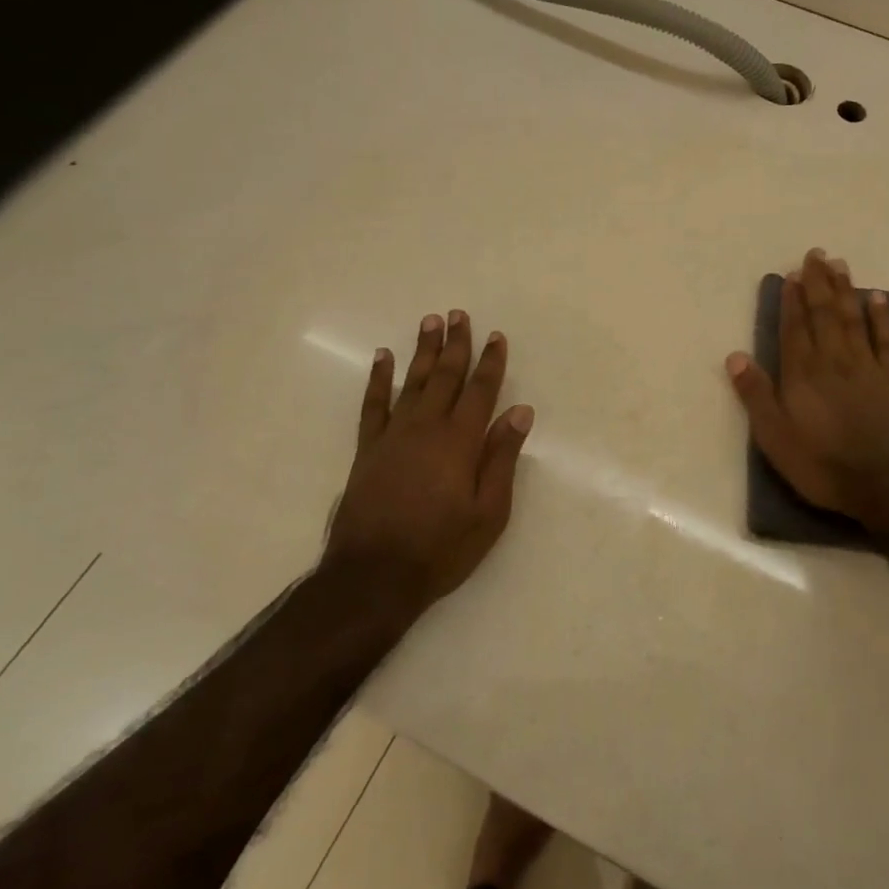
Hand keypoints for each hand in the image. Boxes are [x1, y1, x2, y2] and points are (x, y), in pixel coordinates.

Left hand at [326, 310, 534, 611]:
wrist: (375, 574)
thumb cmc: (441, 548)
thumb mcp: (489, 512)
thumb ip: (502, 458)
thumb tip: (520, 412)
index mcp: (460, 442)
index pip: (481, 391)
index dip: (491, 362)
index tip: (496, 336)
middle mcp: (427, 428)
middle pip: (445, 377)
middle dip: (456, 344)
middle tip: (459, 315)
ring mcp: (393, 435)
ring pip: (412, 382)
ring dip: (423, 351)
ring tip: (430, 322)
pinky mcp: (368, 448)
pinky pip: (374, 404)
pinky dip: (379, 379)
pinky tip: (383, 358)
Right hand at [725, 249, 888, 531]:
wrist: (887, 483)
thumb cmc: (823, 463)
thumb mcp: (775, 436)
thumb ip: (756, 395)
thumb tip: (735, 356)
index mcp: (802, 374)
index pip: (794, 329)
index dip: (791, 301)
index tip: (791, 274)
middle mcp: (833, 361)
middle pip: (824, 314)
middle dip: (818, 284)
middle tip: (816, 254)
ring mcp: (867, 367)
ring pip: (853, 319)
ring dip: (845, 290)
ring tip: (840, 264)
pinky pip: (886, 340)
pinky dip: (881, 317)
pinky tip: (877, 298)